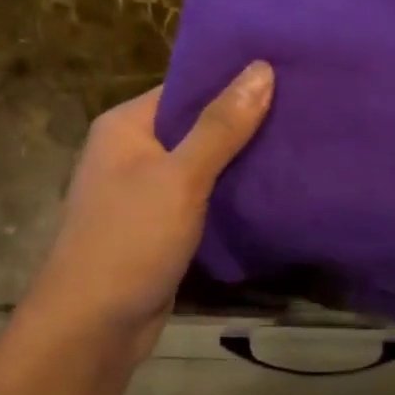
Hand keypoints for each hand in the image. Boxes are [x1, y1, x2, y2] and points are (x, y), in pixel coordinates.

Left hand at [22, 62, 273, 364]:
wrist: (93, 327)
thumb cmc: (130, 240)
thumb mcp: (180, 177)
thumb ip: (221, 125)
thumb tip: (261, 67)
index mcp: (125, 126)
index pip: (184, 87)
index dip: (231, 79)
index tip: (283, 70)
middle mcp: (131, 151)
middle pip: (195, 124)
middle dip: (243, 120)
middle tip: (301, 106)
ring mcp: (144, 191)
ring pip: (201, 163)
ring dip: (240, 158)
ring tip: (298, 139)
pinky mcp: (159, 226)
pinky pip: (200, 197)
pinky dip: (229, 192)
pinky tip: (271, 186)